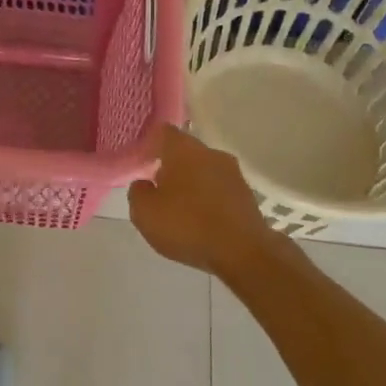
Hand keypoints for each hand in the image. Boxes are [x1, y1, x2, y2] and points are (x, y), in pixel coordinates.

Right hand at [127, 126, 285, 278]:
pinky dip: (209, 200)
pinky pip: (220, 190)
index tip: (142, 162)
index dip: (150, 145)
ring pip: (204, 171)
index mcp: (183, 149)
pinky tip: (202, 222)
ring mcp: (233, 173)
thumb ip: (138, 192)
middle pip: (185, 152)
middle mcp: (210, 153)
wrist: (243, 253)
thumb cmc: (187, 226)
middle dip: (171, 167)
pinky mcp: (247, 195)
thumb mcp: (145, 213)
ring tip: (181, 211)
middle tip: (158, 191)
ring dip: (192, 185)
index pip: (163, 132)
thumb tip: (144, 184)